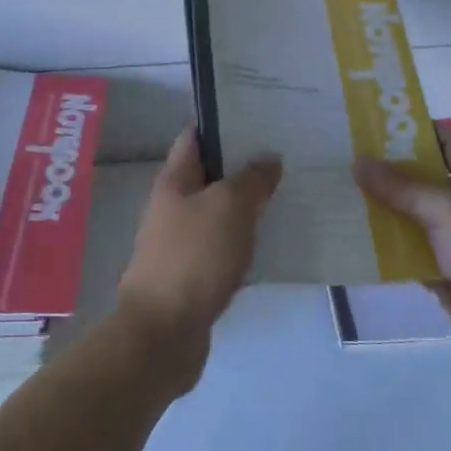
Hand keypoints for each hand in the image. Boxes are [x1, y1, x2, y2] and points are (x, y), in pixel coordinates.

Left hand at [117, 129, 281, 387]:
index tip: (261, 117)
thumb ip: (252, 178)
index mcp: (174, 181)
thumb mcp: (229, 206)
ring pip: (219, 211)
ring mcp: (181, 242)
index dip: (225, 123)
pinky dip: (245, 239)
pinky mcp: (193, 274)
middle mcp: (173, 206)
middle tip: (286, 155)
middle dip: (244, 164)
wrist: (163, 334)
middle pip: (210, 174)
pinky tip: (273, 240)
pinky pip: (223, 246)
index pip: (196, 136)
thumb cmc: (194, 258)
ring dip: (248, 203)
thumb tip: (269, 158)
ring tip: (288, 193)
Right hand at [354, 125, 450, 393]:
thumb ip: (402, 186)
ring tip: (343, 196)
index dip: (418, 128)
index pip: (450, 141)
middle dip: (391, 170)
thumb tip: (359, 162)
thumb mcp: (447, 208)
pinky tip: (358, 245)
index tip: (377, 122)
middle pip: (427, 180)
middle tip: (348, 158)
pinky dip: (389, 253)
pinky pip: (413, 258)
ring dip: (385, 211)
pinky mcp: (449, 280)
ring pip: (416, 220)